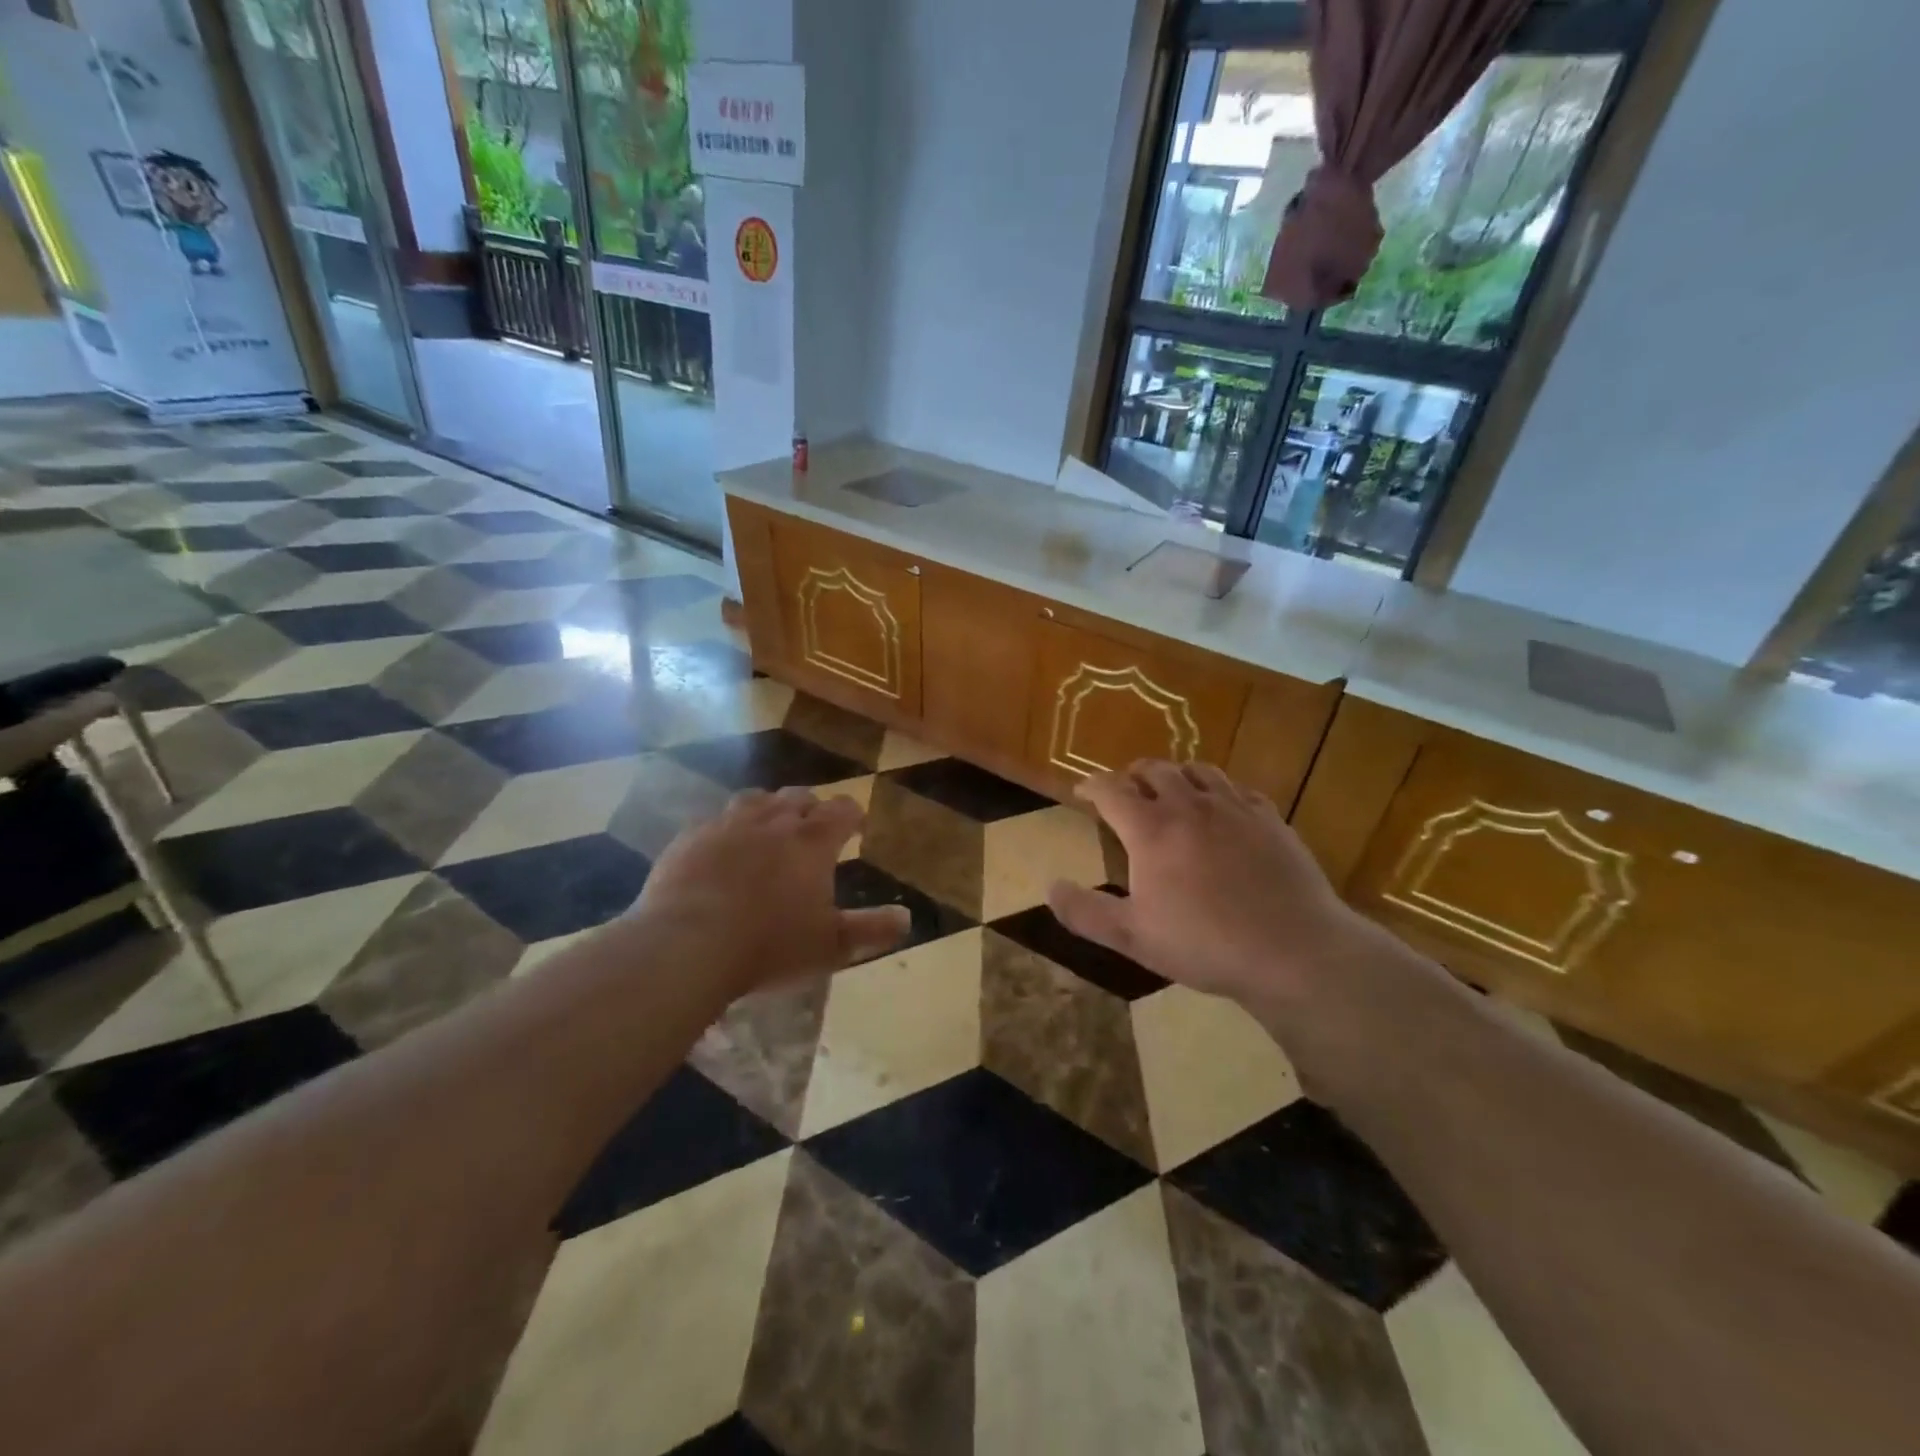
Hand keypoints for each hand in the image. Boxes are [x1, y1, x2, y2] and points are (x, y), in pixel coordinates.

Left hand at [630, 787, 909, 999]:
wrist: (687, 944)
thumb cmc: (770, 945)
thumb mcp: (830, 946)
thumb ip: (871, 929)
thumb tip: (907, 918)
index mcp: (812, 841)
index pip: (842, 809)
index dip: (851, 815)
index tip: (855, 827)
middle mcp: (773, 820)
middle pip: (799, 796)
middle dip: (810, 808)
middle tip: (812, 831)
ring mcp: (727, 824)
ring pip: (755, 799)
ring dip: (768, 809)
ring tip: (768, 830)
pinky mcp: (690, 837)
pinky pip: (714, 820)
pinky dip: (727, 829)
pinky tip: (722, 849)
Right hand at [1047, 761, 1382, 1016]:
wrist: (1292, 950)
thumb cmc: (1204, 944)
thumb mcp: (1133, 937)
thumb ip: (1085, 912)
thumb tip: (1051, 887)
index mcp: (1151, 829)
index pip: (1111, 790)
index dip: (1092, 785)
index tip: (1082, 791)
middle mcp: (1190, 806)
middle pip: (1154, 769)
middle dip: (1133, 774)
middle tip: (1125, 788)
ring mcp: (1234, 808)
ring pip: (1198, 770)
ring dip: (1176, 774)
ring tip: (1170, 789)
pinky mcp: (1269, 818)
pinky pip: (1237, 788)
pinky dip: (1218, 789)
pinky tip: (1222, 807)